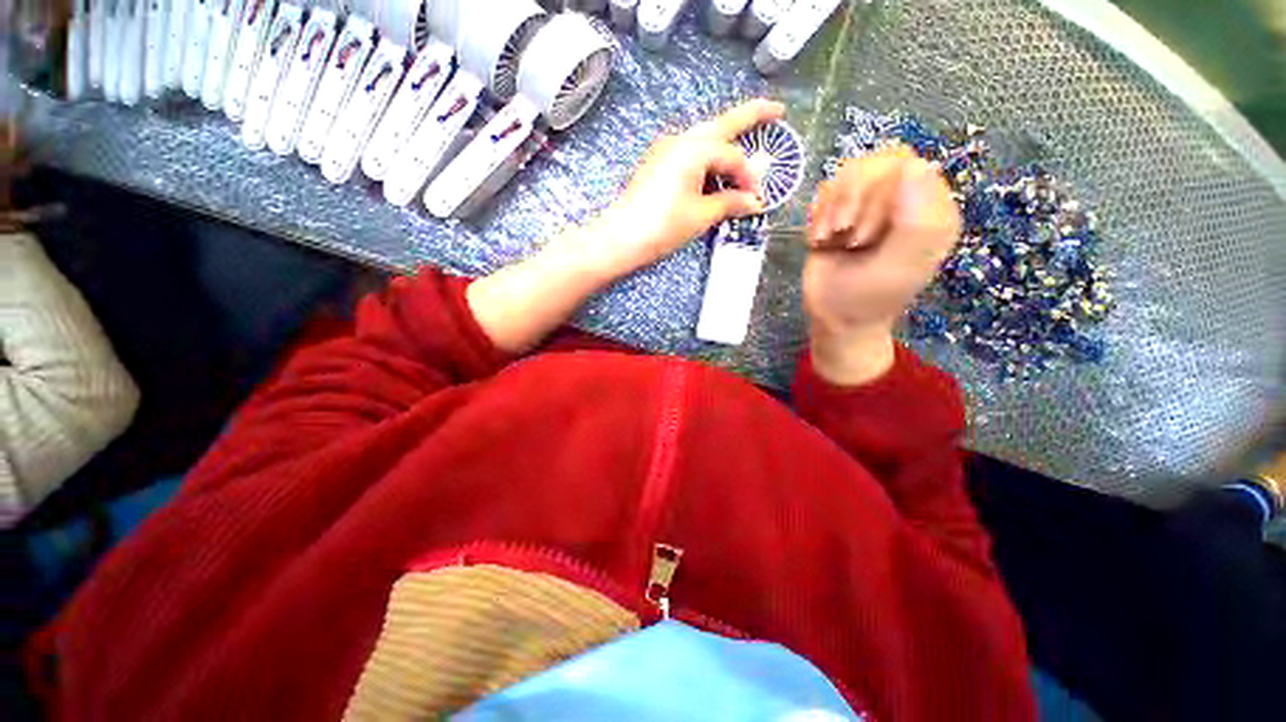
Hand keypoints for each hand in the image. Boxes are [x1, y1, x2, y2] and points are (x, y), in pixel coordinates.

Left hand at [588, 99, 785, 276]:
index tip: (758, 199)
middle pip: (722, 124)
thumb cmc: (663, 226)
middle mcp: (680, 140)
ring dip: (726, 142)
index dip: (749, 178)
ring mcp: (665, 150)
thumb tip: (753, 201)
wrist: (621, 238)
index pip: (733, 157)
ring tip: (746, 146)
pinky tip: (714, 173)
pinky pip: (689, 152)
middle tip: (777, 111)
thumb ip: (730, 203)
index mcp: (695, 148)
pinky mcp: (657, 164)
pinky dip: (707, 159)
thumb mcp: (701, 215)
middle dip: (750, 116)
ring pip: (704, 138)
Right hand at [803, 147, 960, 384]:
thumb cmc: (866, 299)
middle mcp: (906, 201)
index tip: (859, 237)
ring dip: (831, 206)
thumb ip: (914, 223)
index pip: (906, 168)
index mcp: (931, 212)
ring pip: (850, 171)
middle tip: (844, 238)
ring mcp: (873, 203)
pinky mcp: (845, 209)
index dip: (875, 195)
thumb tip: (913, 166)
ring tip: (829, 238)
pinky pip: (829, 187)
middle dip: (851, 201)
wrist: (833, 317)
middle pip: (876, 163)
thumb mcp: (896, 268)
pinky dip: (818, 212)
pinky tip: (820, 238)